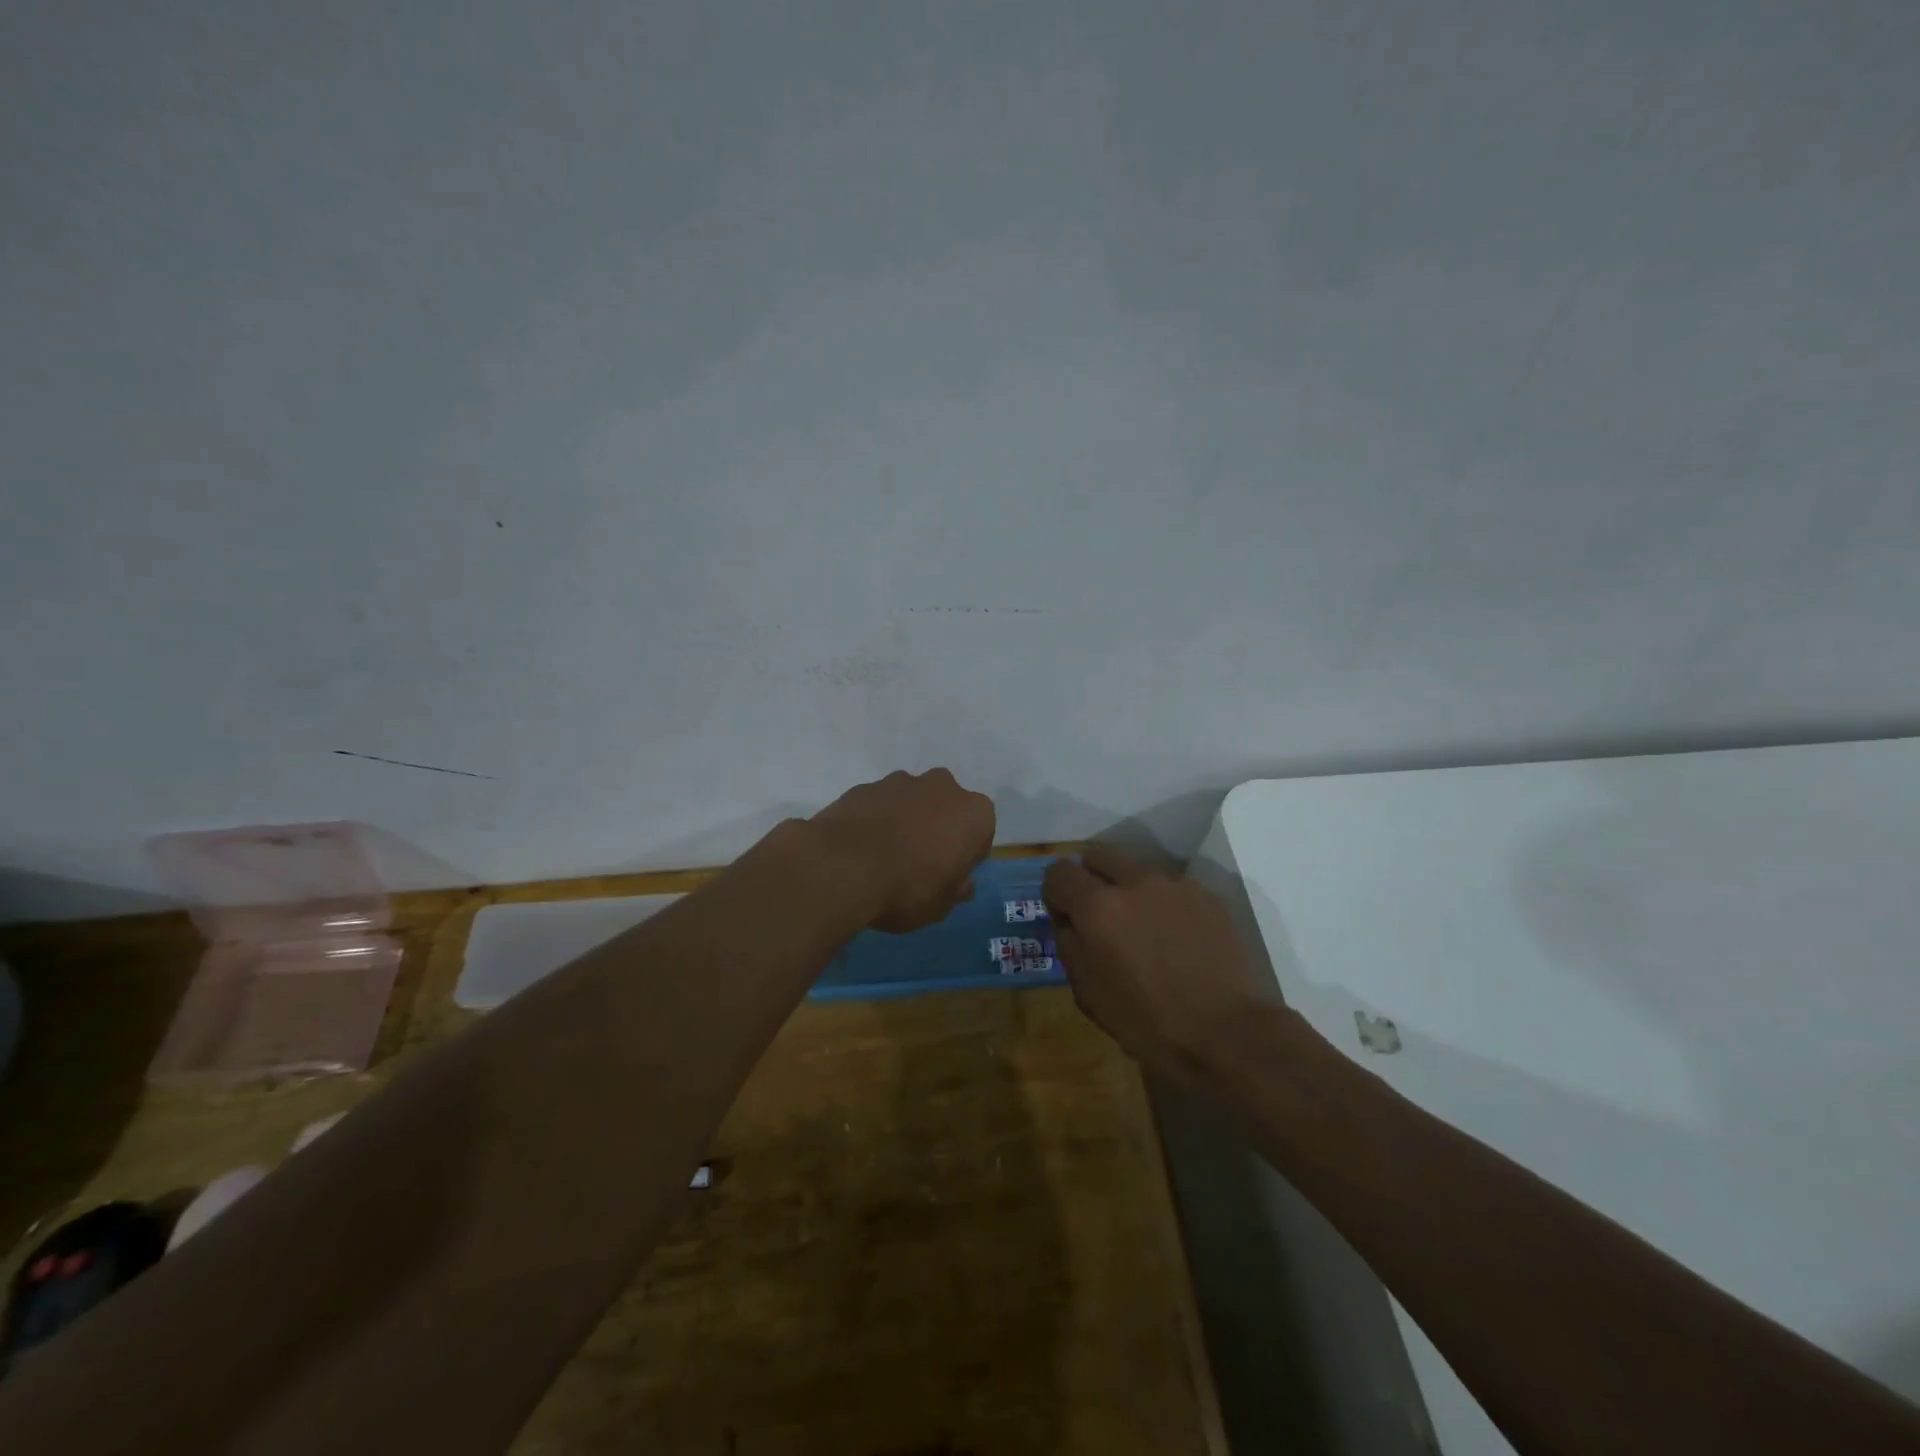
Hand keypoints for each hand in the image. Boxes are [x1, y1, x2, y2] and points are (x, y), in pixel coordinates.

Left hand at [810, 769, 995, 932]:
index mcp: (973, 813)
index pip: (981, 832)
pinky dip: (876, 820)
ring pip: (912, 801)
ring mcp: (900, 781)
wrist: (842, 866)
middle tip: (920, 862)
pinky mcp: (865, 786)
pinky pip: (880, 804)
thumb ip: (956, 890)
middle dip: (938, 828)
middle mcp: (942, 786)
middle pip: (947, 807)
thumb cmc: (907, 888)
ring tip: (886, 855)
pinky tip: (862, 848)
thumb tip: (960, 883)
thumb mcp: (941, 905)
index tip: (951, 874)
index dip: (967, 855)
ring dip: (906, 820)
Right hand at [1043, 845, 1274, 1084]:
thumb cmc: (1148, 1023)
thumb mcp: (1089, 994)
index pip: (1058, 873)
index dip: (1055, 894)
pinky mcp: (1208, 896)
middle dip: (1091, 877)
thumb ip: (1070, 946)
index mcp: (1098, 907)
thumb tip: (1068, 922)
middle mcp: (1134, 882)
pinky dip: (1165, 905)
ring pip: (1139, 871)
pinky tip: (1178, 941)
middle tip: (1100, 914)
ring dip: (1131, 891)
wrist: (1227, 1034)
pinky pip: (1173, 889)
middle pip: (1099, 855)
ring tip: (1145, 930)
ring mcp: (1175, 885)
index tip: (1065, 918)